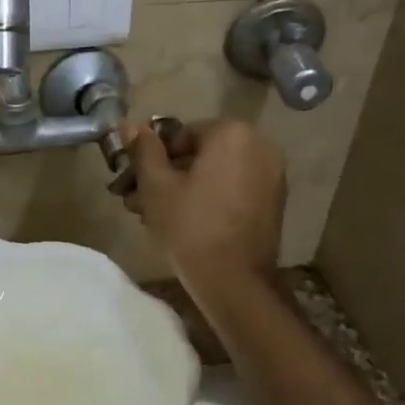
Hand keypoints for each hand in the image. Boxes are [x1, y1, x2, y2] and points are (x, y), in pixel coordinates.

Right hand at [122, 117, 285, 290]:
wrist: (234, 280)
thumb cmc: (190, 226)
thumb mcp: (156, 186)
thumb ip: (143, 150)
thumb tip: (130, 123)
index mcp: (232, 133)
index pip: (179, 135)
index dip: (151, 158)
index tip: (132, 182)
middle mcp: (260, 145)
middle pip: (199, 154)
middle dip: (165, 175)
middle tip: (137, 201)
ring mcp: (272, 175)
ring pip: (214, 174)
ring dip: (183, 189)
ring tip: (153, 216)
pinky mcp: (274, 202)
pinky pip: (232, 189)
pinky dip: (208, 199)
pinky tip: (184, 223)